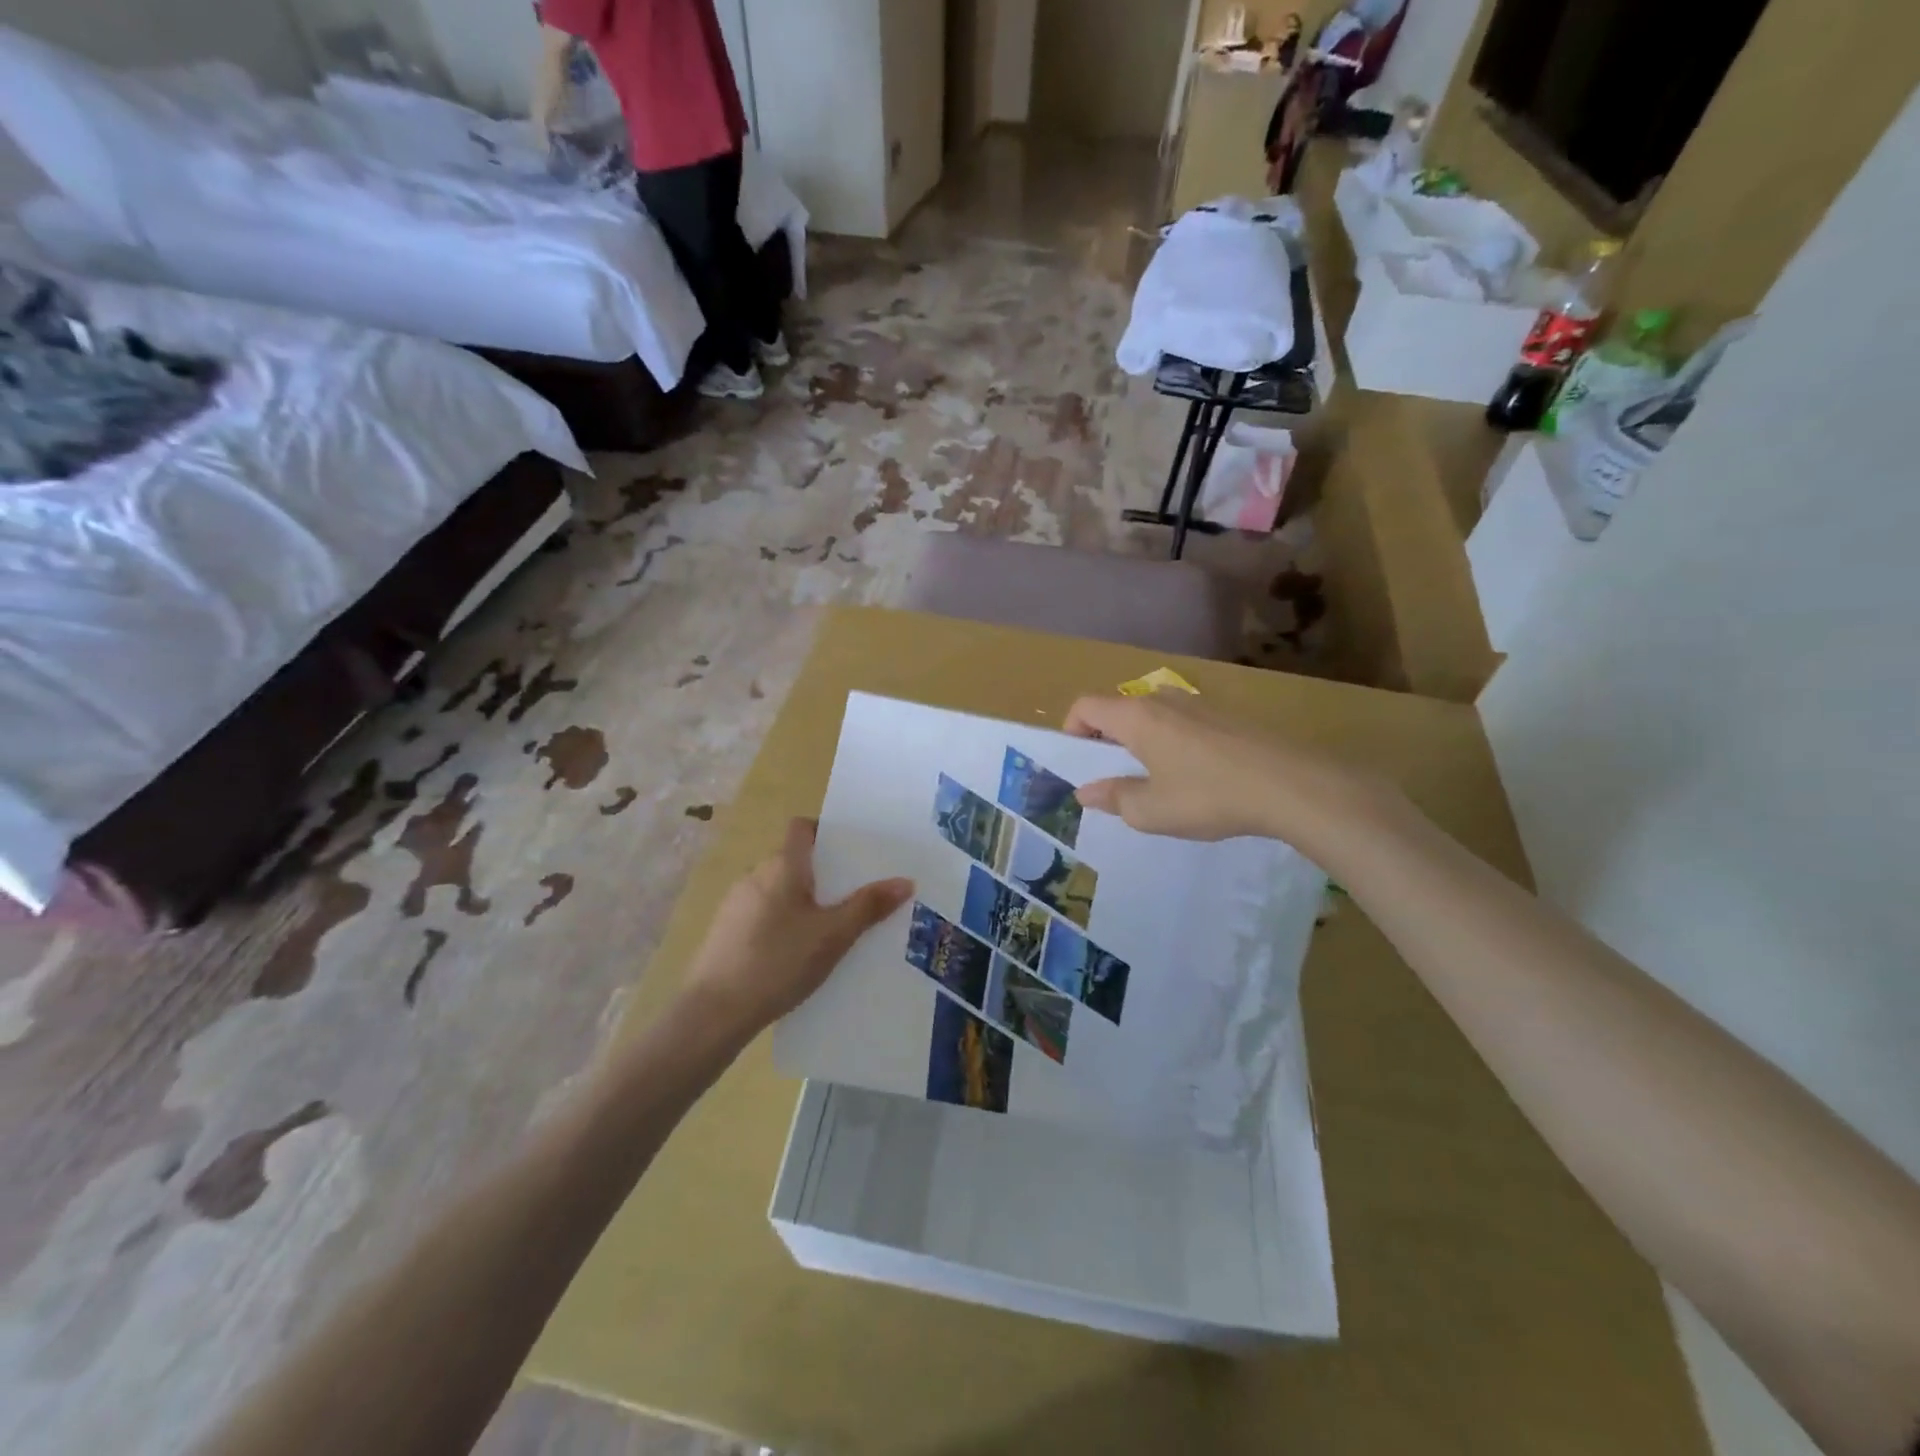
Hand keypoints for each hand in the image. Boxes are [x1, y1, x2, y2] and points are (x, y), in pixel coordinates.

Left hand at [683, 818, 912, 1037]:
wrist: (714, 1012)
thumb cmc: (778, 962)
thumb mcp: (833, 936)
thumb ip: (868, 906)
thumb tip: (905, 881)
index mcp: (782, 866)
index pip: (802, 828)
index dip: (825, 832)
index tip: (851, 853)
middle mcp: (755, 875)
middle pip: (794, 860)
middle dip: (823, 874)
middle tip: (854, 896)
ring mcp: (735, 903)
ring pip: (778, 889)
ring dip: (802, 901)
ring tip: (830, 928)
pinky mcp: (725, 931)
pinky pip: (763, 913)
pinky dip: (782, 922)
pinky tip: (796, 953)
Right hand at [1064, 691, 1393, 848]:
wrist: (1291, 785)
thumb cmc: (1208, 796)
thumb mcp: (1151, 810)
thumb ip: (1114, 798)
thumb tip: (1086, 791)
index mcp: (1136, 717)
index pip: (1085, 706)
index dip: (1071, 731)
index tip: (1079, 765)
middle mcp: (1162, 701)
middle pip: (1117, 710)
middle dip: (1104, 741)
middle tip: (1112, 780)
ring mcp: (1197, 705)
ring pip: (1151, 717)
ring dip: (1139, 744)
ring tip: (1153, 783)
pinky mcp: (1226, 717)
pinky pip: (1181, 725)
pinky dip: (1170, 745)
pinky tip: (1192, 780)